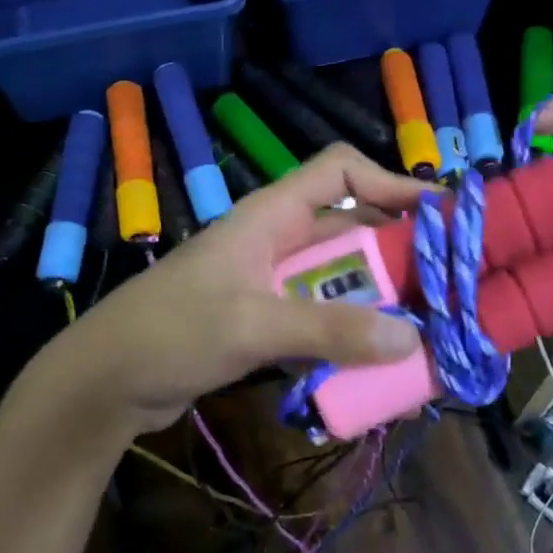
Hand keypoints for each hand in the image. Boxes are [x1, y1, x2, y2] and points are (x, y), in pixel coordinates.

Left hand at [50, 144, 428, 434]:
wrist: (104, 382)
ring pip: (341, 278)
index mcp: (270, 216)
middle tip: (448, 284)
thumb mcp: (250, 324)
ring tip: (427, 328)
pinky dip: (351, 332)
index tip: (439, 214)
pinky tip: (379, 361)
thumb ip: (328, 328)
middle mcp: (277, 240)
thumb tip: (410, 337)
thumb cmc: (170, 332)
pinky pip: (322, 316)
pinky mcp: (265, 319)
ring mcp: (271, 281)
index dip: (390, 182)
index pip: (339, 171)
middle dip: (398, 252)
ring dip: (379, 299)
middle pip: (351, 228)